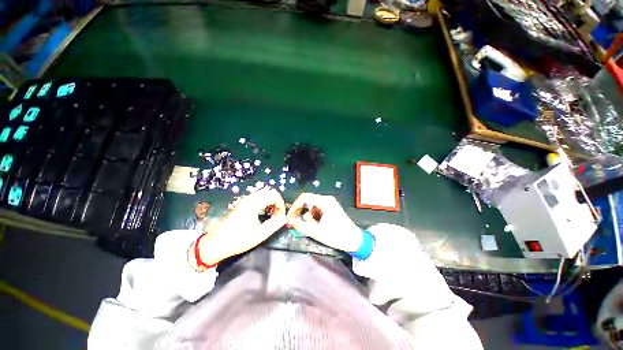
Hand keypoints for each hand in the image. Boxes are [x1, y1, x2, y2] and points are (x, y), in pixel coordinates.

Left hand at [191, 188, 285, 267]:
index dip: (281, 204)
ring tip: (272, 215)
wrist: (215, 244)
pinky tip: (263, 214)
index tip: (281, 216)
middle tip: (278, 214)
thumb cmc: (238, 240)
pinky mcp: (241, 204)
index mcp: (253, 203)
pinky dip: (264, 202)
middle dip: (277, 202)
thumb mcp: (260, 234)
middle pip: (269, 192)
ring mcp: (244, 200)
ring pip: (263, 194)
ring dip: (271, 202)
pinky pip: (257, 198)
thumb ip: (275, 224)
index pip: (274, 195)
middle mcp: (249, 198)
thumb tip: (284, 218)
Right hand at [286, 193, 362, 251]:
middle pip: (308, 202)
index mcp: (324, 201)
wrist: (354, 240)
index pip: (304, 197)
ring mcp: (329, 204)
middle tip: (296, 223)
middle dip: (301, 213)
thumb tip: (289, 220)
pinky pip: (317, 211)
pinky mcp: (330, 210)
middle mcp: (326, 200)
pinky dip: (314, 219)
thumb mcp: (316, 232)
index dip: (295, 206)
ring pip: (312, 208)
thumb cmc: (336, 235)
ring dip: (308, 218)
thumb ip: (300, 226)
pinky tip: (317, 227)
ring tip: (312, 228)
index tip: (290, 216)